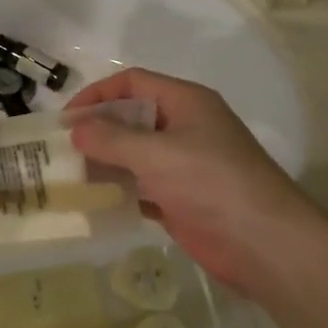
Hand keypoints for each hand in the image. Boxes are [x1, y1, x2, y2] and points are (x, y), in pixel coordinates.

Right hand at [67, 67, 327, 294]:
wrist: (265, 244)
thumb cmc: (211, 182)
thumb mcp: (156, 154)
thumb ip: (112, 139)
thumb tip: (76, 129)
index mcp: (185, 102)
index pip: (133, 83)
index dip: (97, 94)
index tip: (67, 119)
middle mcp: (184, 127)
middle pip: (131, 118)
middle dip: (97, 131)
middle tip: (61, 151)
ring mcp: (184, 165)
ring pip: (135, 155)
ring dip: (104, 163)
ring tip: (69, 177)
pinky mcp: (182, 199)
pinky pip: (142, 187)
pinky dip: (119, 192)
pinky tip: (94, 203)